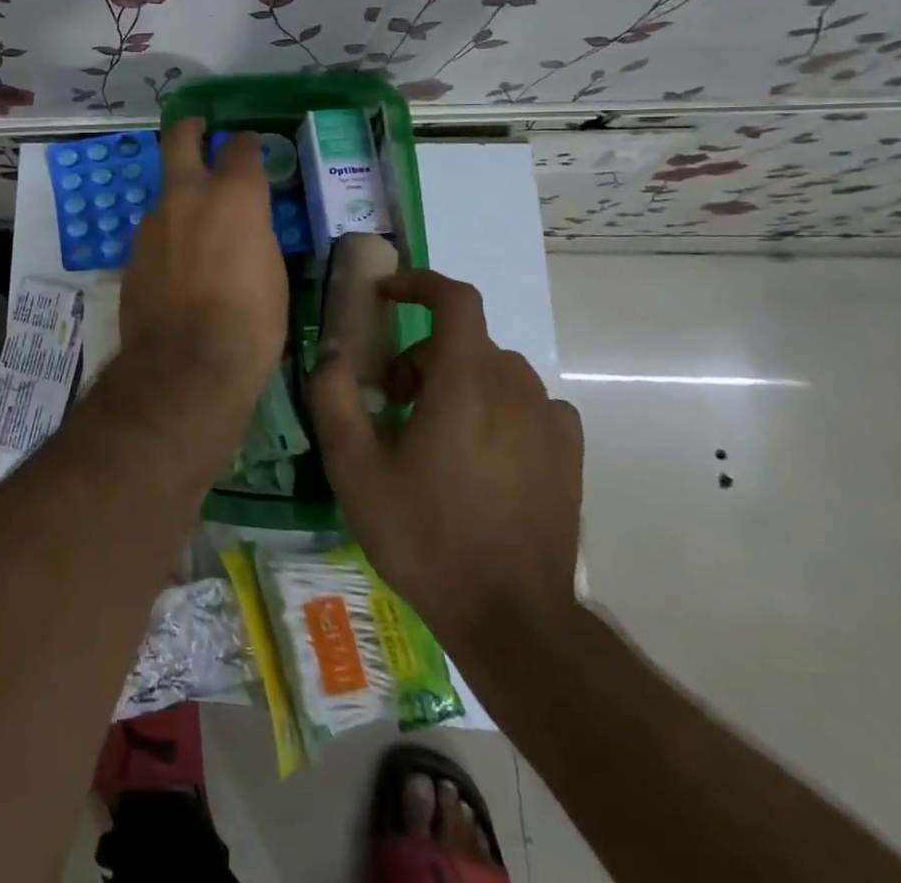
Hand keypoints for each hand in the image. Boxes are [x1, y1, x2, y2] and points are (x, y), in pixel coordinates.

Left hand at [116, 119, 287, 459]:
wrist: (185, 364)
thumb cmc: (250, 323)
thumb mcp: (272, 274)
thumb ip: (254, 238)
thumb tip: (244, 232)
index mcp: (234, 196)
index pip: (241, 149)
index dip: (247, 145)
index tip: (250, 146)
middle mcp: (188, 197)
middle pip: (180, 140)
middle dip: (190, 129)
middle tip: (198, 129)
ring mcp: (153, 223)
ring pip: (166, 194)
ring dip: (180, 200)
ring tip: (196, 228)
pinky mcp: (132, 253)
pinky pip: (155, 234)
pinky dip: (168, 239)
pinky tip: (178, 267)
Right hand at [306, 267, 581, 658]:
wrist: (512, 616)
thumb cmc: (423, 535)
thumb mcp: (354, 468)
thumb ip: (334, 396)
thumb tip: (332, 348)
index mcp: (463, 382)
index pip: (454, 298)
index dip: (418, 283)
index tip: (385, 296)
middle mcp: (514, 388)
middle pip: (465, 340)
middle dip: (421, 353)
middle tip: (391, 400)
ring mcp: (549, 421)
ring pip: (495, 370)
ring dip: (456, 379)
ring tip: (431, 431)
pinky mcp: (568, 453)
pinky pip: (528, 402)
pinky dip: (496, 405)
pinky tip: (479, 452)